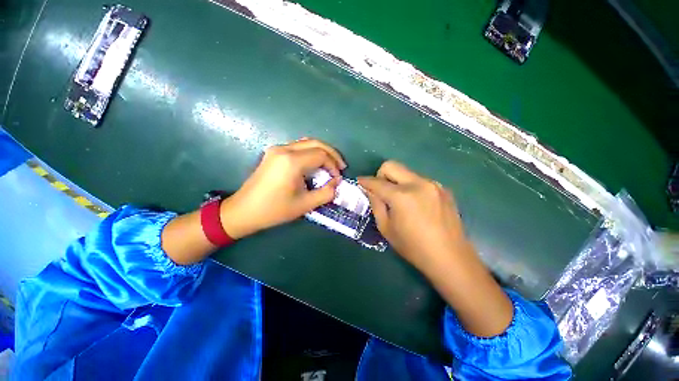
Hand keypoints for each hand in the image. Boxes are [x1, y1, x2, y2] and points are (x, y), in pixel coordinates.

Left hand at [220, 138, 346, 238]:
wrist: (244, 210)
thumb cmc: (274, 210)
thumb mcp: (305, 205)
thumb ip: (326, 193)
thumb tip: (336, 183)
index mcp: (292, 161)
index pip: (321, 155)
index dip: (333, 166)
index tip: (338, 179)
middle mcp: (284, 149)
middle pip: (316, 143)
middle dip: (332, 154)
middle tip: (340, 167)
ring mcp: (277, 149)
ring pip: (307, 142)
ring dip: (322, 151)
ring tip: (331, 164)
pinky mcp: (273, 153)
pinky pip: (298, 146)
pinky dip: (311, 152)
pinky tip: (315, 163)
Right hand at [359, 161, 512, 336]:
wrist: (450, 257)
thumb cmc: (413, 247)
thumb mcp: (386, 228)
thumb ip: (376, 204)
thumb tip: (370, 190)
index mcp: (401, 196)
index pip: (377, 182)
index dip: (365, 181)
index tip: (359, 182)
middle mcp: (418, 183)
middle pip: (392, 165)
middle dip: (380, 175)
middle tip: (380, 191)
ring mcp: (433, 184)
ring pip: (406, 172)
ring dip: (397, 181)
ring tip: (400, 200)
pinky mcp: (443, 188)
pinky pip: (419, 180)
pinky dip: (411, 187)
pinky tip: (416, 204)